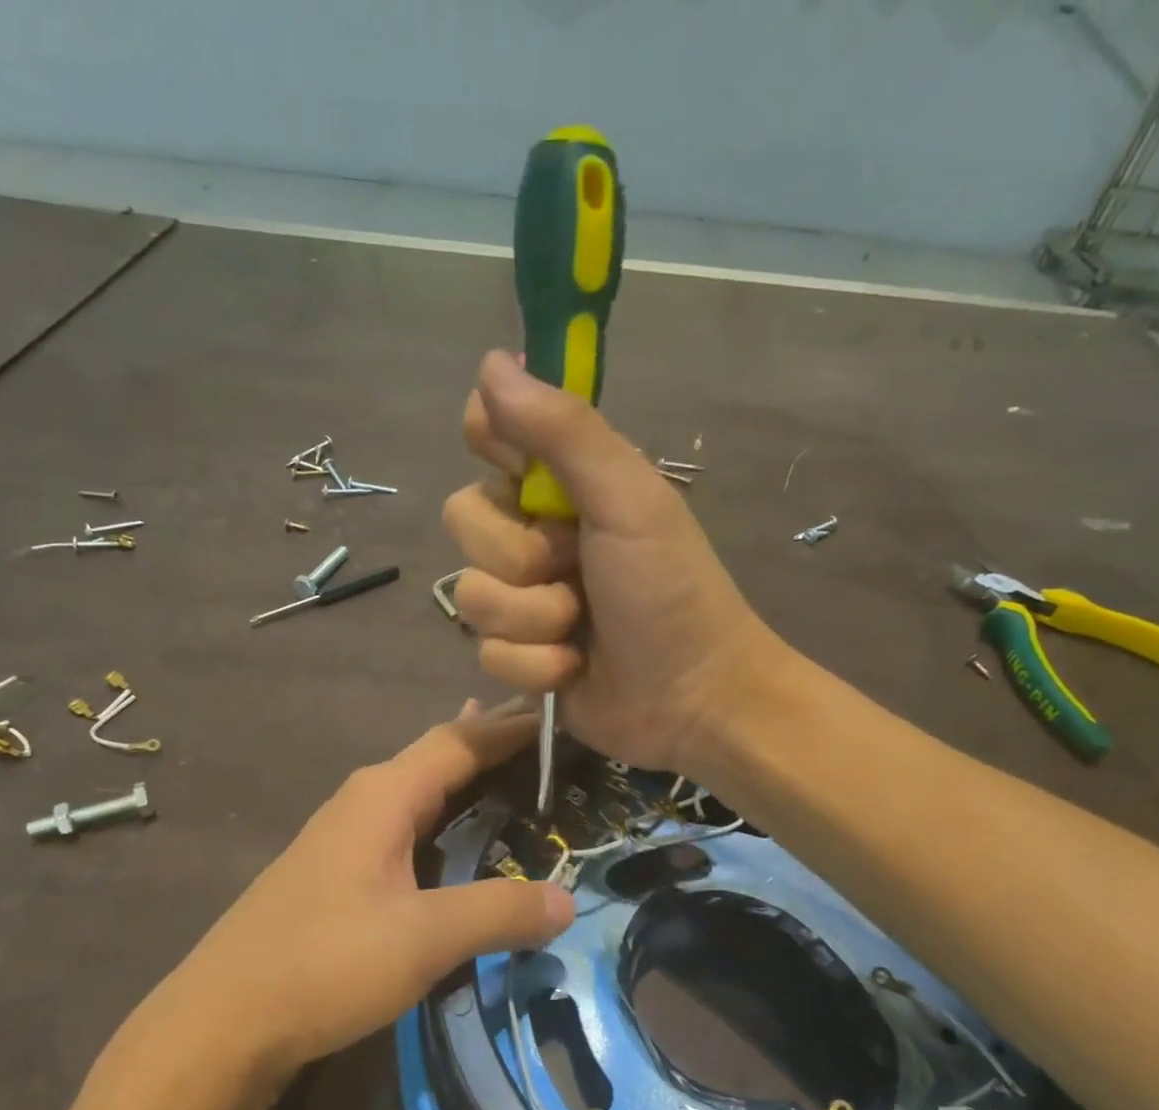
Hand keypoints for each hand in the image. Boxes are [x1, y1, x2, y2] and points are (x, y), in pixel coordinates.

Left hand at [124, 700, 574, 1089]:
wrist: (223, 1020)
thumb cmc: (325, 963)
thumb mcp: (424, 938)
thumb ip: (499, 912)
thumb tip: (568, 901)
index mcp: (384, 794)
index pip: (462, 740)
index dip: (514, 725)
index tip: (565, 714)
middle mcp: (365, 798)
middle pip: (440, 753)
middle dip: (494, 740)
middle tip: (553, 736)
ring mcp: (346, 832)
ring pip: (422, 787)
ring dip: (469, 775)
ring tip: (517, 764)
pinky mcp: (339, 868)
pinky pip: (408, 821)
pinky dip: (446, 811)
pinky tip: (458, 827)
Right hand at [442, 351, 783, 778]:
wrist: (695, 699)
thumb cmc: (672, 591)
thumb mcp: (628, 500)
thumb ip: (563, 431)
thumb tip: (491, 361)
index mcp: (564, 485)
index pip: (490, 434)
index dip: (492, 446)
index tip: (518, 470)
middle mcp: (535, 534)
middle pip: (464, 519)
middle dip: (518, 556)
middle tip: (573, 568)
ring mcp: (524, 599)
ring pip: (471, 595)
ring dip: (532, 619)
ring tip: (580, 630)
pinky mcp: (519, 657)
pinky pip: (487, 652)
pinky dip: (536, 666)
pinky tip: (573, 671)